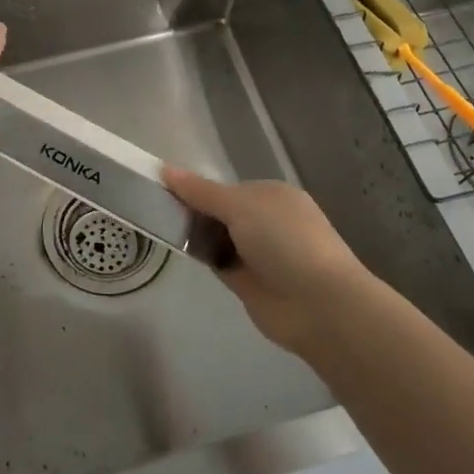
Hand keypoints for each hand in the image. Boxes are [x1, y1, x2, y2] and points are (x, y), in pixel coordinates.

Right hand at [163, 168, 376, 355]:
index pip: (227, 188)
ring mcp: (258, 253)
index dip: (198, 188)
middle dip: (194, 210)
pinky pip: (218, 261)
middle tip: (154, 207)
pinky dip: (201, 256)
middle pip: (221, 211)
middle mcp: (268, 221)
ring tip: (156, 224)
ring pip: (217, 237)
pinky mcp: (248, 282)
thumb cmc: (284, 241)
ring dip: (195, 234)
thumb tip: (165, 168)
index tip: (164, 189)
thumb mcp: (240, 206)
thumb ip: (201, 192)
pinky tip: (175, 249)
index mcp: (273, 195)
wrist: (319, 305)